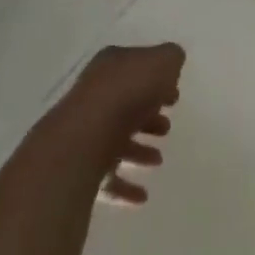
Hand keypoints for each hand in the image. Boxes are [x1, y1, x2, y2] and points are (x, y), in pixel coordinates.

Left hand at [59, 43, 184, 207]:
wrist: (84, 138)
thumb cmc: (128, 92)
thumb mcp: (162, 62)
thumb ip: (170, 59)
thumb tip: (171, 63)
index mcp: (111, 65)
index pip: (135, 68)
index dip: (156, 80)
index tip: (174, 96)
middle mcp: (95, 95)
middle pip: (125, 104)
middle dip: (148, 116)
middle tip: (167, 128)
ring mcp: (85, 131)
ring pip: (115, 139)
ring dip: (138, 150)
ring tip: (158, 160)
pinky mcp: (79, 166)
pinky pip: (106, 177)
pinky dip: (124, 186)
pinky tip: (142, 196)